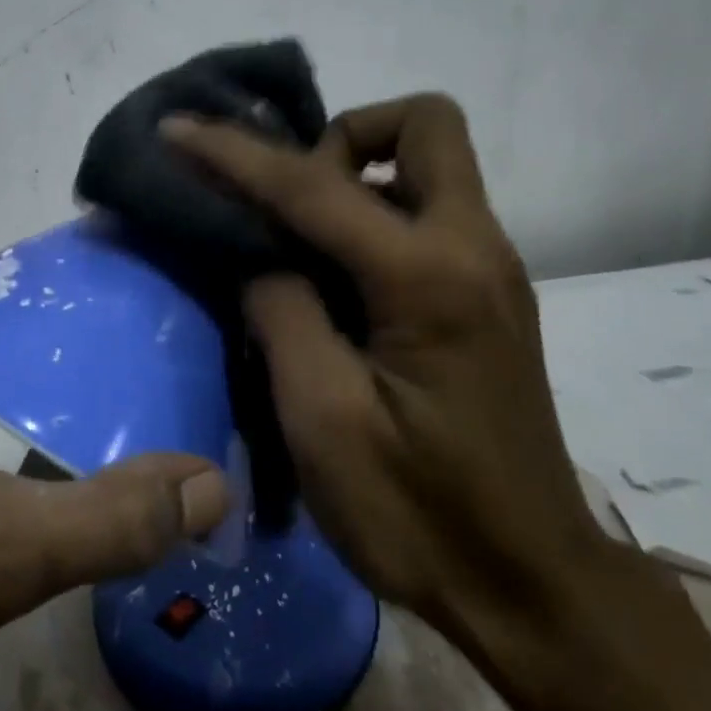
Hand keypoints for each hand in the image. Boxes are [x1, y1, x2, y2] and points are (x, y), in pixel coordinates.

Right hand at [161, 97, 612, 704]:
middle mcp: (475, 247)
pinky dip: (373, 212)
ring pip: (426, 165)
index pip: (317, 185)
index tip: (180, 128)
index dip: (236, 153)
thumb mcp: (323, 419)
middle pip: (424, 124)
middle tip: (288, 202)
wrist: (530, 586)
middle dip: (344, 138)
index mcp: (431, 277)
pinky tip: (330, 273)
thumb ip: (282, 310)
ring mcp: (490, 268)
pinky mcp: (486, 294)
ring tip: (296, 239)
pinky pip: (427, 211)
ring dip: (356, 175)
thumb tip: (259, 253)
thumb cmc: (420, 515)